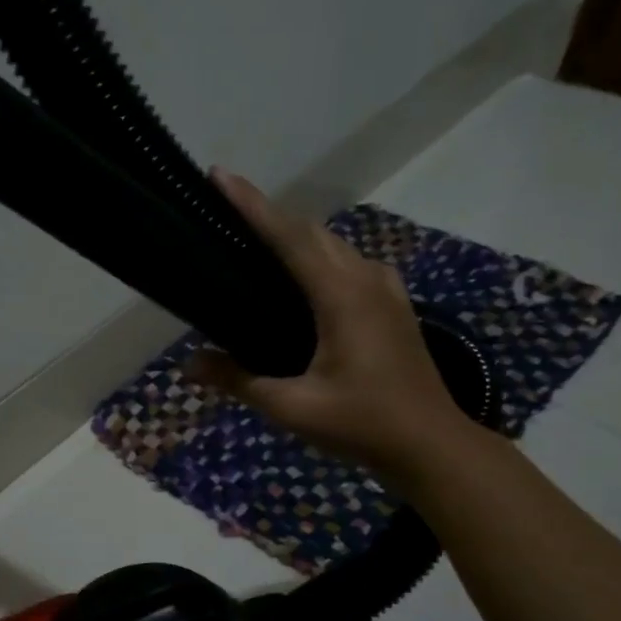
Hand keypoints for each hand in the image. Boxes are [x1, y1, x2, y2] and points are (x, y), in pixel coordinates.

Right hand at [186, 168, 474, 481]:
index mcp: (342, 295)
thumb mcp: (293, 407)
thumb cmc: (362, 424)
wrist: (432, 444)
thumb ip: (239, 380)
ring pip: (332, 245)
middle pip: (311, 232)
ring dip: (293, 235)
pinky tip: (298, 279)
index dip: (252, 205)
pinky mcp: (391, 304)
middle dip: (268, 214)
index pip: (289, 236)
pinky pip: (347, 264)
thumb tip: (188, 366)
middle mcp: (366, 278)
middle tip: (225, 210)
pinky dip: (316, 257)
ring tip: (254, 240)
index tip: (220, 176)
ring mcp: (385, 289)